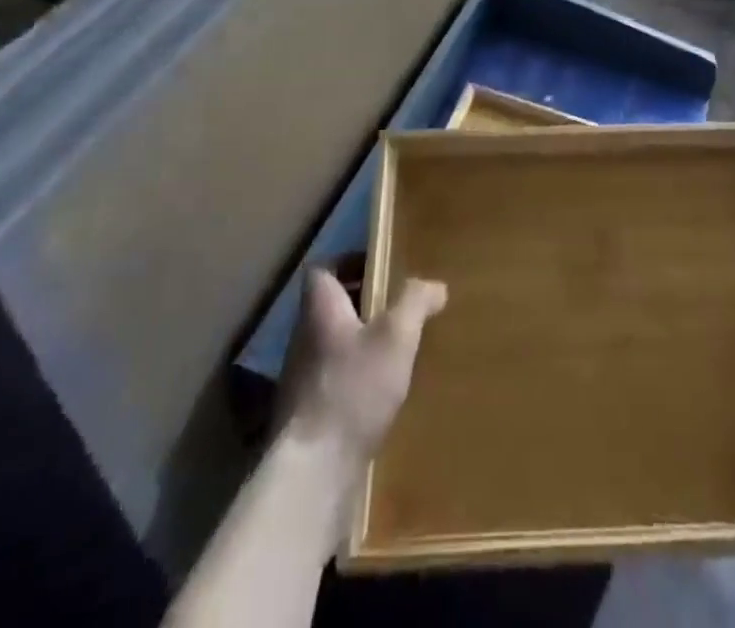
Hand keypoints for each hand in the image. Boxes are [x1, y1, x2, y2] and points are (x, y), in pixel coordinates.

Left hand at [279, 268, 446, 461]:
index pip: (322, 269)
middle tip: (397, 308)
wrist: (312, 471)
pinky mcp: (305, 415)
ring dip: (359, 342)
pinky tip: (380, 394)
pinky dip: (354, 377)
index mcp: (319, 308)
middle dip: (361, 303)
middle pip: (329, 306)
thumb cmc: (353, 388)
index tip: (379, 268)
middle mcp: (303, 337)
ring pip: (331, 344)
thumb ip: (415, 303)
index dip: (348, 262)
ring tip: (395, 350)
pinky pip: (332, 379)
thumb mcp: (396, 336)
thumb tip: (435, 285)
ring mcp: (300, 378)